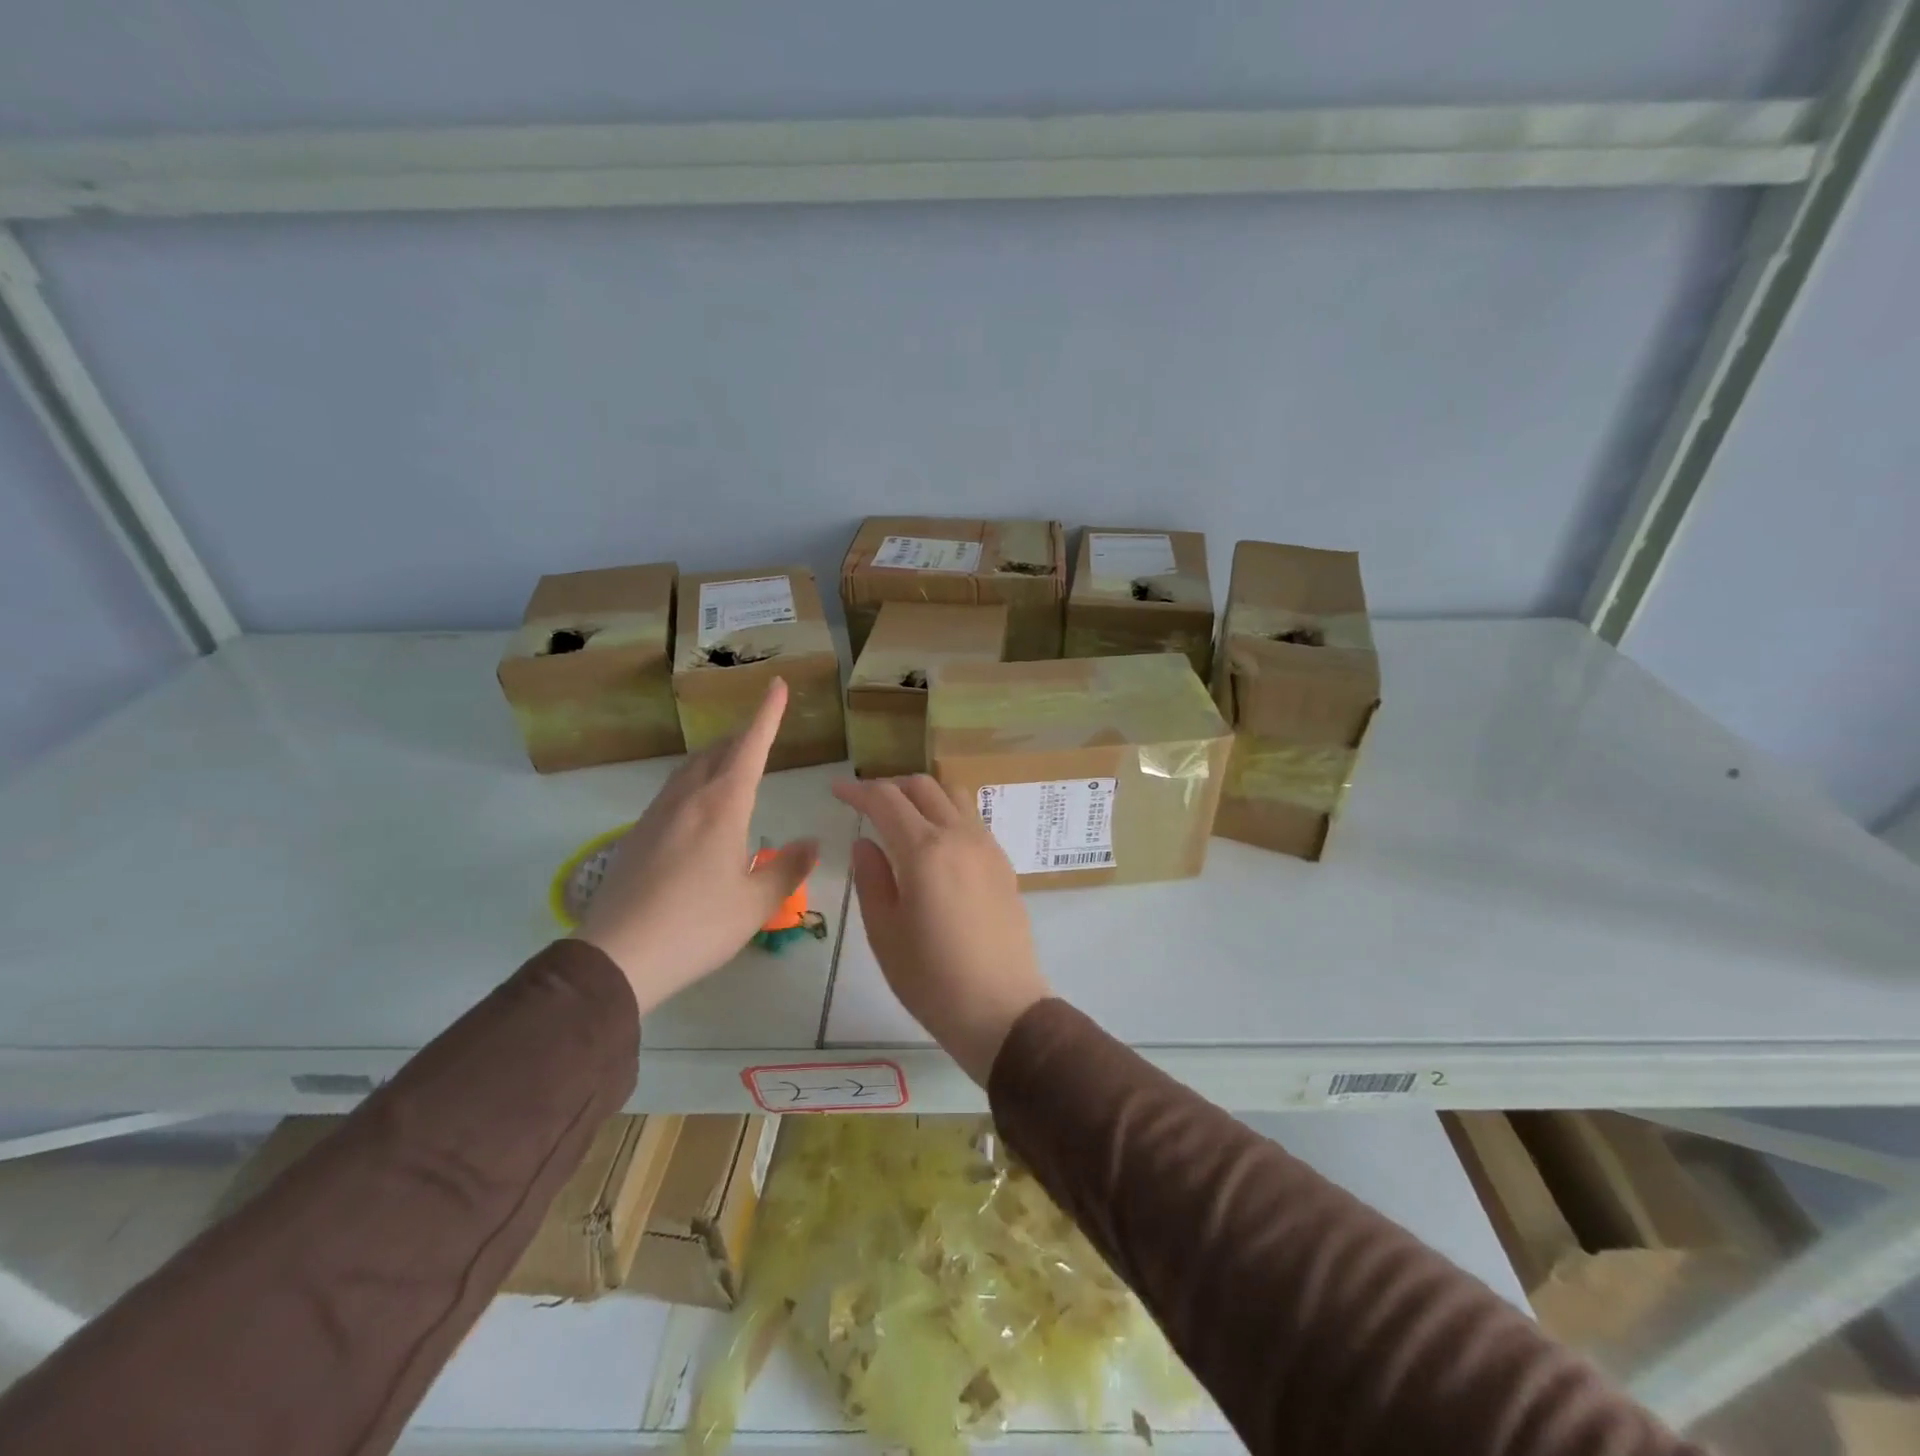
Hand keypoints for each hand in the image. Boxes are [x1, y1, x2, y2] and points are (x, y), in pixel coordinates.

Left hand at [577, 680, 818, 1015]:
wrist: (617, 956)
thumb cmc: (697, 926)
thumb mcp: (755, 903)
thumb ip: (787, 868)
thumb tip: (811, 844)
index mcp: (722, 807)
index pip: (749, 747)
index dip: (766, 714)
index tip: (775, 684)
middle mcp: (688, 800)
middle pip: (716, 752)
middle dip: (742, 736)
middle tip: (762, 733)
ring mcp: (657, 815)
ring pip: (690, 769)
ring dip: (716, 757)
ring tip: (734, 763)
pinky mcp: (637, 835)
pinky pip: (673, 792)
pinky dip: (696, 782)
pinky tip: (700, 808)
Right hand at [830, 775, 1050, 1084]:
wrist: (1001, 1008)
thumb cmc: (931, 978)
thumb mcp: (884, 932)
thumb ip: (872, 878)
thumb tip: (865, 842)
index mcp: (924, 850)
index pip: (886, 800)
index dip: (858, 790)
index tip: (837, 789)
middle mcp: (959, 836)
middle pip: (923, 786)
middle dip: (890, 786)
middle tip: (865, 802)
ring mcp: (987, 846)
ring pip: (953, 795)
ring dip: (923, 794)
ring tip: (901, 814)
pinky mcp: (1003, 863)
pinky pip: (971, 819)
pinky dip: (946, 813)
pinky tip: (934, 841)